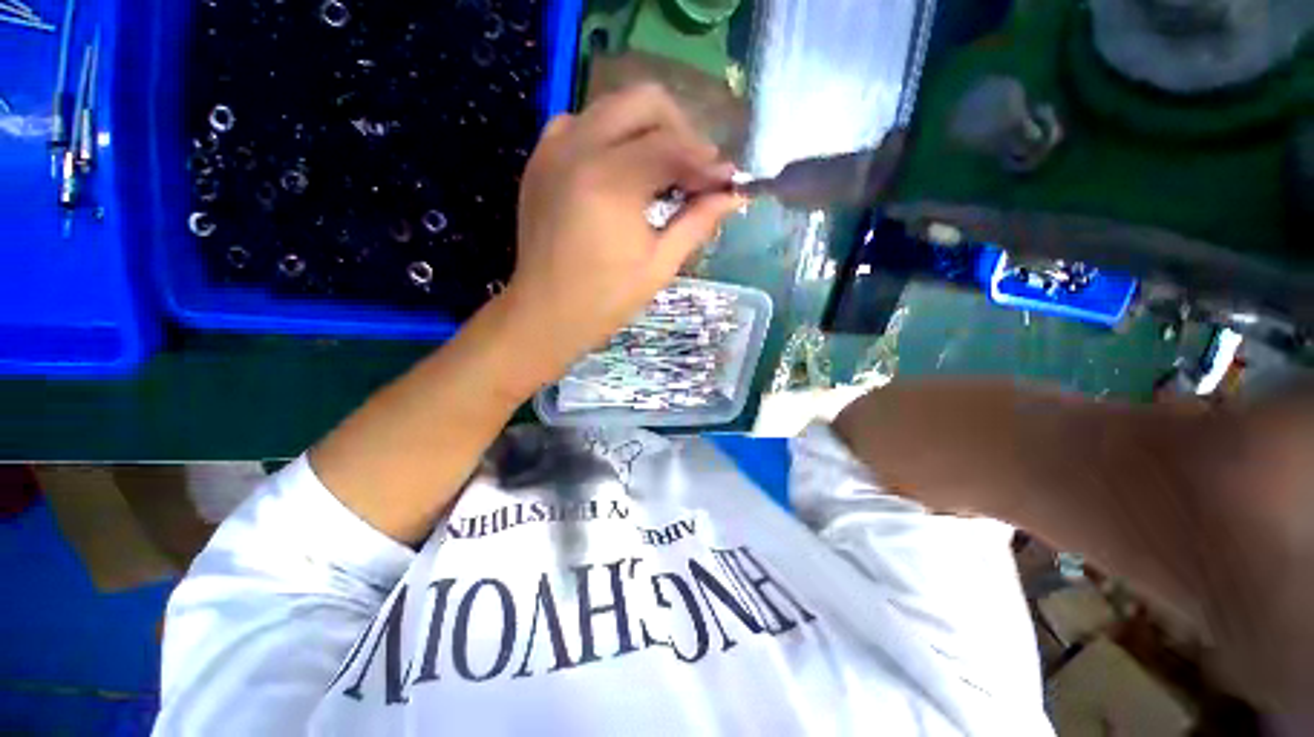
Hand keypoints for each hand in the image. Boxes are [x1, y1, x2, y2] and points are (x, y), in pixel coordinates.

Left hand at [496, 83, 741, 393]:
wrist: (545, 313)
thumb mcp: (660, 265)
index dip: (707, 161)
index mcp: (610, 181)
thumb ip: (697, 222)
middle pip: (644, 101)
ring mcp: (554, 148)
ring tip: (662, 171)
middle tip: (694, 171)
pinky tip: (620, 168)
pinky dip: (609, 134)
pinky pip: (581, 122)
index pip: (673, 145)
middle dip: (680, 130)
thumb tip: (733, 195)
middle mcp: (579, 148)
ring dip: (646, 129)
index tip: (727, 181)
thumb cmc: (605, 299)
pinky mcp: (540, 159)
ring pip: (612, 105)